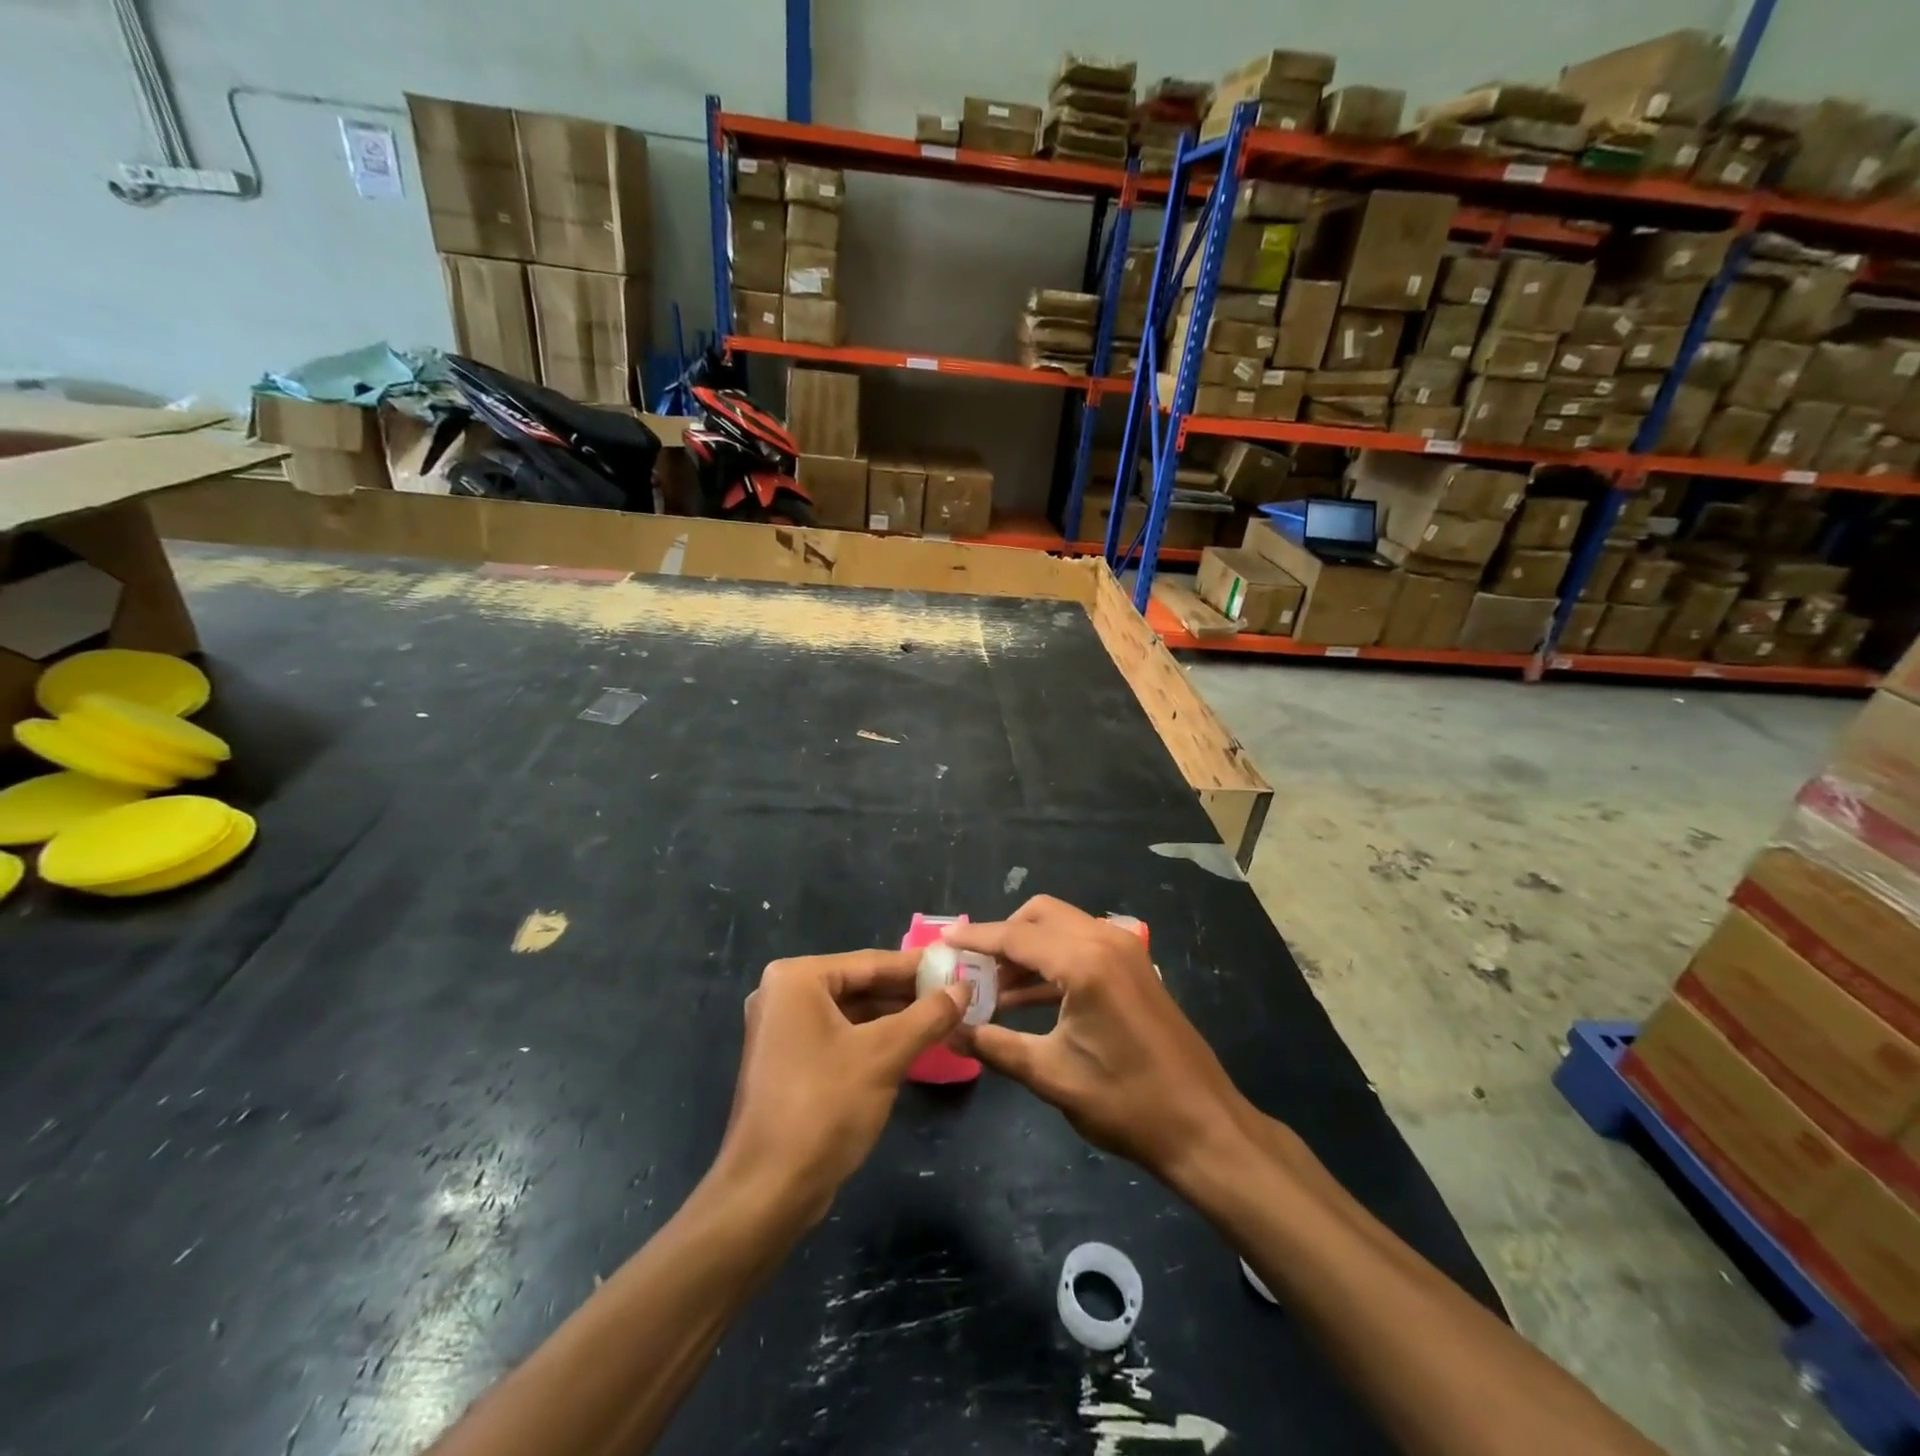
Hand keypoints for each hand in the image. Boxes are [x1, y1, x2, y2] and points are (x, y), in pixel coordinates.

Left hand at [718, 951, 966, 1222]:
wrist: (769, 1192)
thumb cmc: (825, 1107)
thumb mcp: (885, 1055)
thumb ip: (928, 1015)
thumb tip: (964, 987)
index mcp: (796, 979)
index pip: (870, 962)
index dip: (918, 966)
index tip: (959, 965)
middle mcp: (784, 995)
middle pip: (860, 985)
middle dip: (908, 993)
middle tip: (958, 994)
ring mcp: (783, 1030)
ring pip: (853, 1013)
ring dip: (896, 1018)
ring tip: (945, 1017)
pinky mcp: (790, 1062)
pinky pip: (841, 1036)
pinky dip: (875, 1039)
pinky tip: (913, 1045)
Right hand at [947, 897, 1253, 1188]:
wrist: (1204, 1127)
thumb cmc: (1126, 1102)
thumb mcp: (1052, 1076)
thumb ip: (994, 1046)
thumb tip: (950, 1030)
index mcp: (1084, 962)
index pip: (1016, 936)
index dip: (976, 939)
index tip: (943, 942)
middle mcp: (1105, 941)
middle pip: (1040, 915)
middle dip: (1003, 936)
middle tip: (972, 968)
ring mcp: (1126, 950)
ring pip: (1062, 927)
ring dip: (1027, 949)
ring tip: (992, 987)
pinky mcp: (1135, 968)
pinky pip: (1082, 946)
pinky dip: (1052, 961)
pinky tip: (1027, 998)